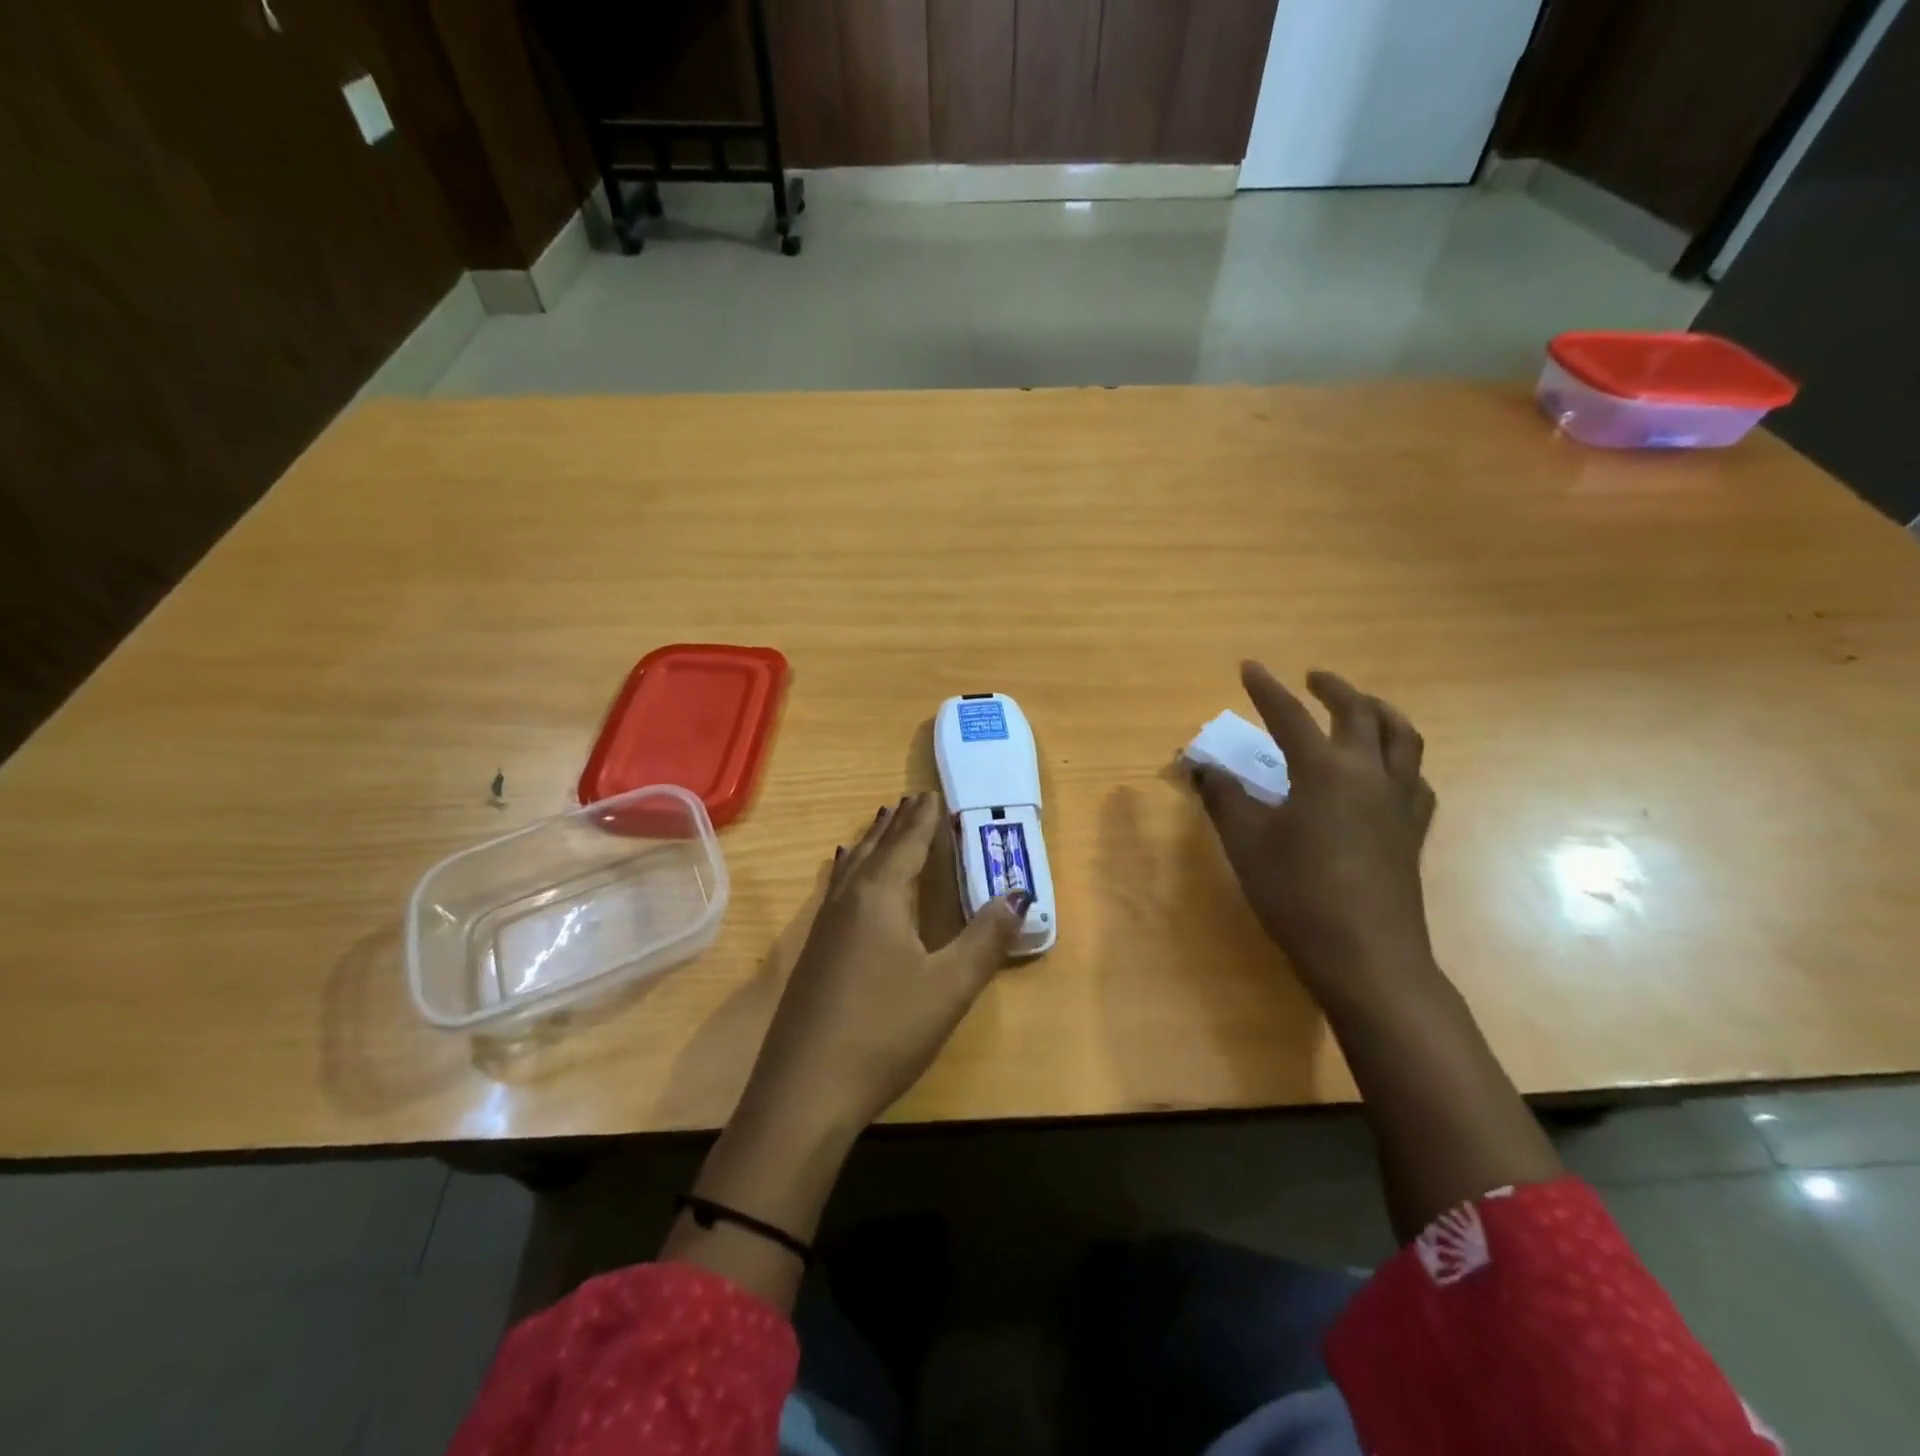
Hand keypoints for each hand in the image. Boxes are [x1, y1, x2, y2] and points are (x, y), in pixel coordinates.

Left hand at [740, 792, 1031, 1132]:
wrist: (805, 1091)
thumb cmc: (885, 1031)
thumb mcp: (949, 986)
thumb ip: (986, 938)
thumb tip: (1019, 894)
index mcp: (879, 897)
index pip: (907, 845)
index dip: (924, 820)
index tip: (933, 794)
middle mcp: (848, 901)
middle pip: (876, 849)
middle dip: (897, 823)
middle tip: (913, 799)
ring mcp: (824, 927)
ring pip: (852, 867)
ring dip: (872, 843)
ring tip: (882, 823)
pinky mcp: (814, 953)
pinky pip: (838, 889)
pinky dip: (852, 870)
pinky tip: (847, 879)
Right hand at [1195, 662, 1437, 1002]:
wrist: (1366, 955)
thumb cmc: (1296, 894)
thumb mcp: (1245, 842)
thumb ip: (1222, 796)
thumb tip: (1200, 765)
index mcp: (1324, 770)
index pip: (1290, 716)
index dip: (1266, 689)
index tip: (1249, 667)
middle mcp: (1369, 774)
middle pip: (1360, 714)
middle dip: (1334, 689)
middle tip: (1313, 678)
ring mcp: (1399, 802)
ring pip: (1402, 738)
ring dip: (1379, 712)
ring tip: (1362, 707)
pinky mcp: (1413, 831)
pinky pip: (1415, 776)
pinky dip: (1399, 757)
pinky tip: (1387, 770)